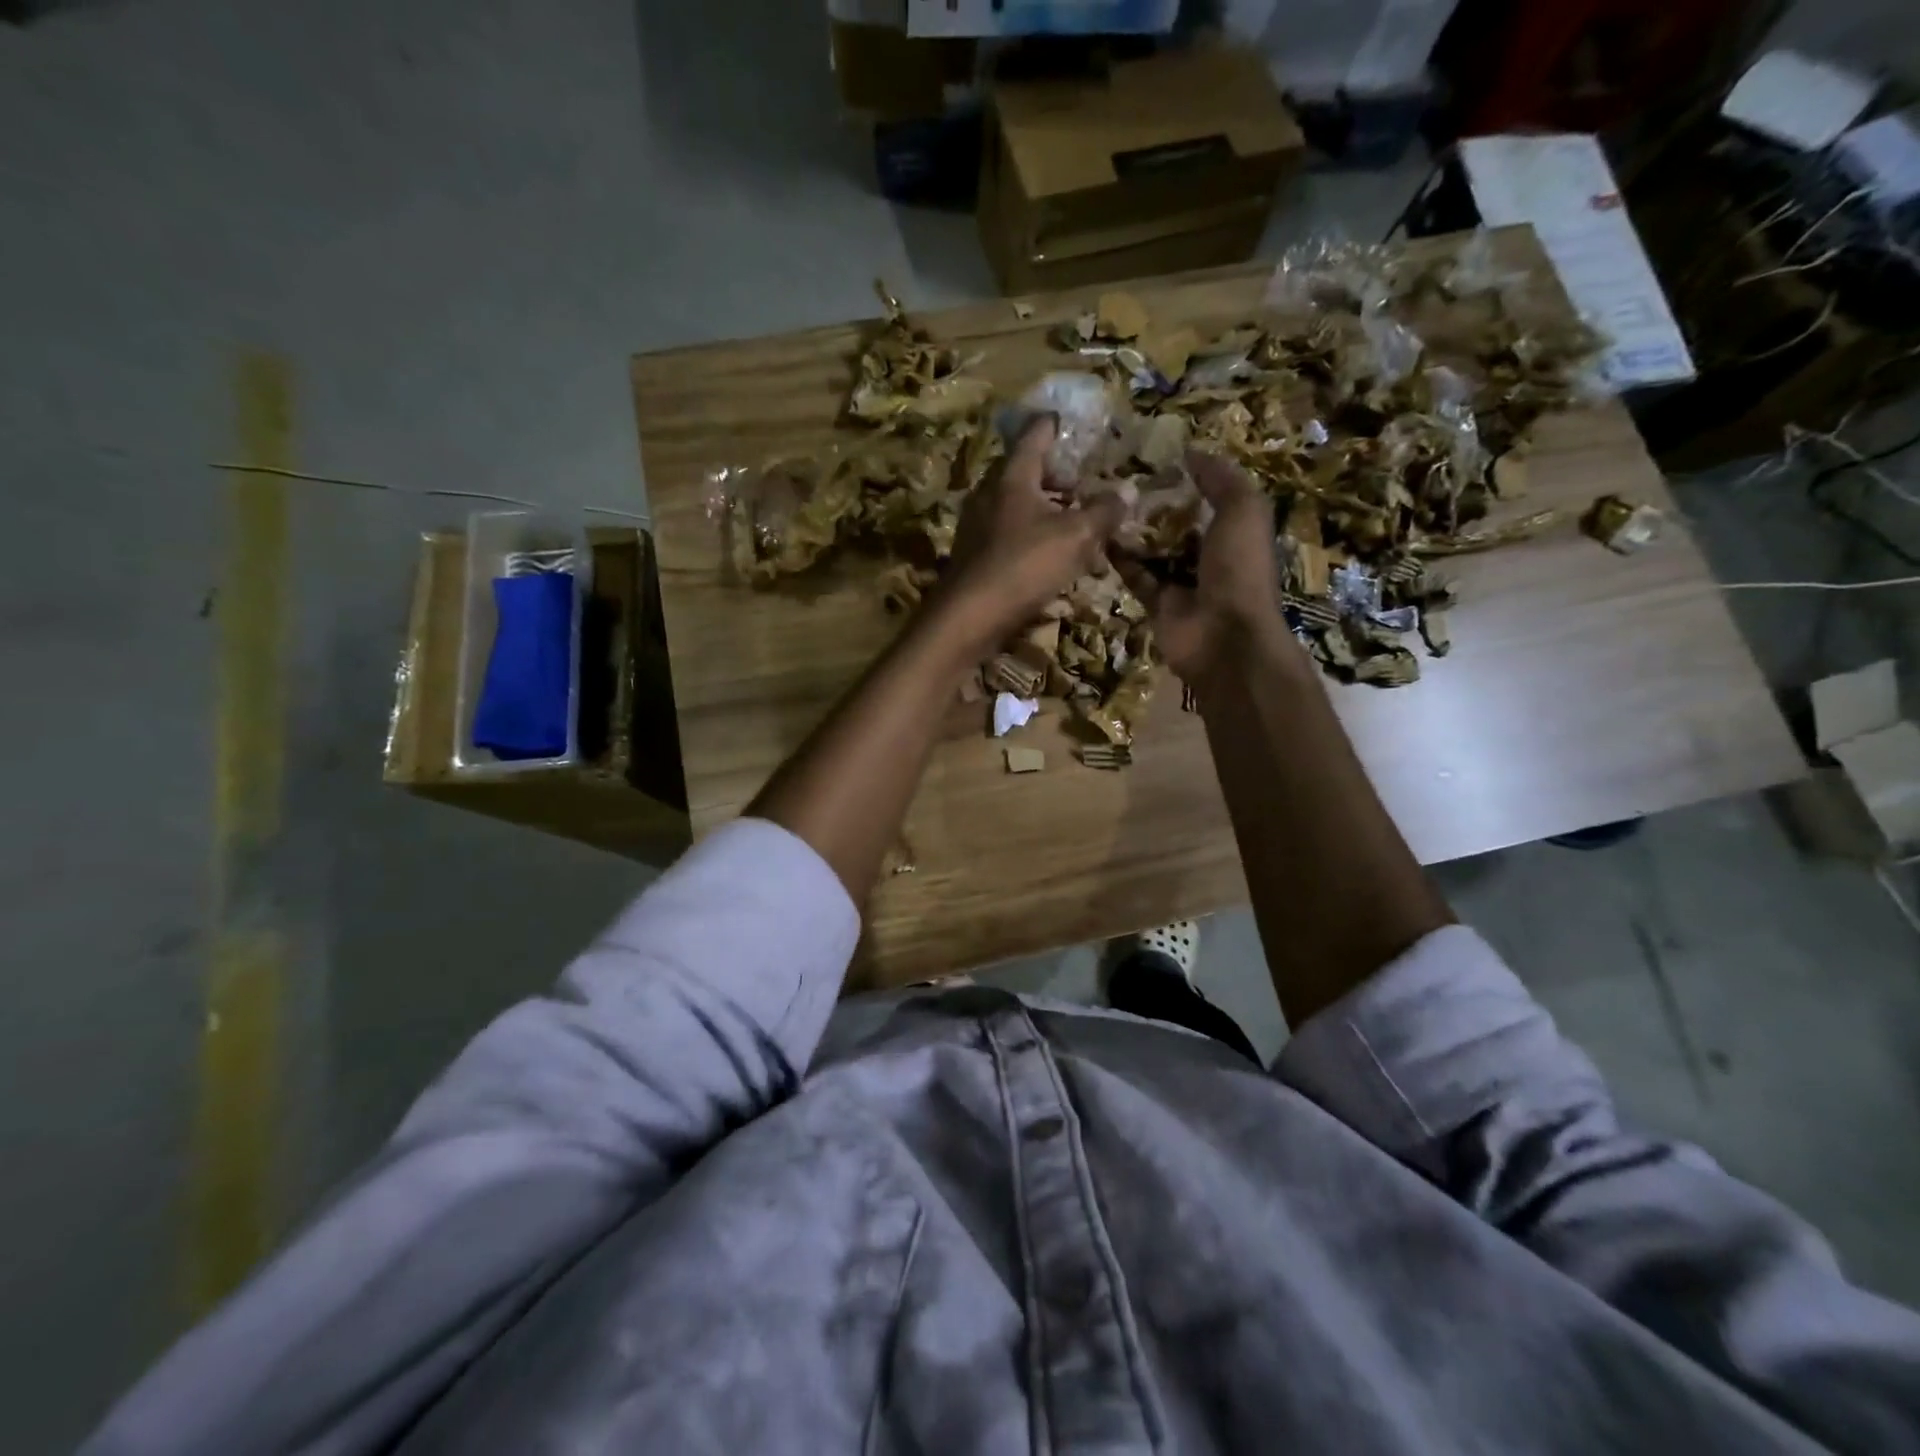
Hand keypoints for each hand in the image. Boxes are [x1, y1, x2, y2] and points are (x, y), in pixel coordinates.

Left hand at [940, 417, 1124, 647]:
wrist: (968, 617)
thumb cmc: (1023, 566)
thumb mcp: (1075, 537)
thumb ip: (1104, 512)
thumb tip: (1129, 491)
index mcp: (1012, 477)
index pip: (1034, 436)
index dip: (1052, 425)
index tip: (1066, 418)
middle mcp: (989, 495)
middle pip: (1025, 473)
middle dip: (1056, 476)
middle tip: (1082, 483)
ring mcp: (978, 527)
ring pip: (1019, 507)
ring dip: (1048, 511)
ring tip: (1077, 524)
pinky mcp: (976, 556)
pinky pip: (1011, 536)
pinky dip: (1035, 538)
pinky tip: (1054, 558)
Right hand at [1116, 450, 1290, 683]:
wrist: (1224, 637)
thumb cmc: (1239, 569)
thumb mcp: (1243, 511)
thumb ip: (1220, 479)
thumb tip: (1191, 451)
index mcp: (1236, 531)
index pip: (1211, 497)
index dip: (1188, 477)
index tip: (1156, 455)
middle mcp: (1210, 555)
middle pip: (1178, 523)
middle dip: (1154, 503)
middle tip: (1121, 476)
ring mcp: (1183, 581)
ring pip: (1154, 549)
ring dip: (1133, 529)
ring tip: (1105, 500)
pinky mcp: (1158, 603)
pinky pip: (1136, 576)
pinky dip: (1120, 559)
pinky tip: (1099, 535)